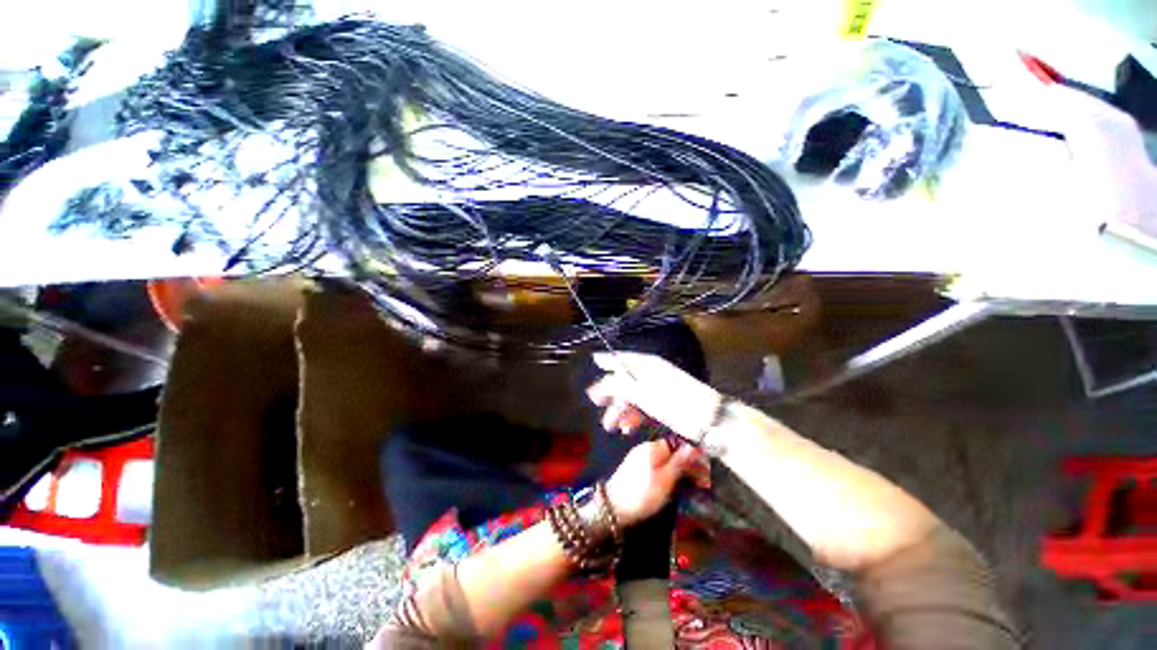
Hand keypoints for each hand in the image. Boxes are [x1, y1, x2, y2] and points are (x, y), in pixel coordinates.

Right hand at [586, 352, 721, 441]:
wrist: (711, 421)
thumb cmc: (673, 403)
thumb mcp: (641, 393)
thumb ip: (617, 385)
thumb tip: (596, 383)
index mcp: (646, 364)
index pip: (621, 358)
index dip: (607, 362)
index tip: (593, 363)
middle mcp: (652, 372)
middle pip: (625, 378)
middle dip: (611, 394)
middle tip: (598, 406)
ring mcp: (660, 388)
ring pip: (634, 395)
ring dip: (621, 410)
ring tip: (612, 427)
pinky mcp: (667, 403)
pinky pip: (645, 406)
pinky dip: (635, 416)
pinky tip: (629, 428)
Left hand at [604, 440, 708, 526]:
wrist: (613, 508)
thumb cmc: (642, 494)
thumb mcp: (665, 480)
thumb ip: (680, 462)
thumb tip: (694, 446)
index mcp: (653, 447)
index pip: (677, 444)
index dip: (691, 456)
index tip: (704, 471)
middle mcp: (645, 448)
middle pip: (670, 451)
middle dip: (685, 464)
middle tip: (700, 482)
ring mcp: (638, 458)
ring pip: (663, 460)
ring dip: (677, 470)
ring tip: (689, 486)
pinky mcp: (634, 469)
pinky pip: (655, 466)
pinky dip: (666, 474)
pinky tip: (671, 486)